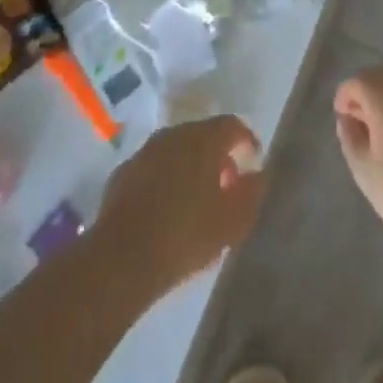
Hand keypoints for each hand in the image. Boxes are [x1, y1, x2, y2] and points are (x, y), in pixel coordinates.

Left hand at [95, 115, 264, 294]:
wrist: (123, 257)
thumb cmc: (186, 235)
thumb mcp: (232, 222)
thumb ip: (251, 193)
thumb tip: (258, 174)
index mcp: (203, 139)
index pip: (232, 125)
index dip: (247, 140)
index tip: (254, 161)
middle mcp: (174, 134)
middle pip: (203, 135)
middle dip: (218, 156)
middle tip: (227, 186)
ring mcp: (146, 150)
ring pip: (176, 150)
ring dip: (190, 167)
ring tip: (198, 201)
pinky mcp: (125, 171)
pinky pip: (154, 168)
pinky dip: (166, 180)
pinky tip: (167, 210)